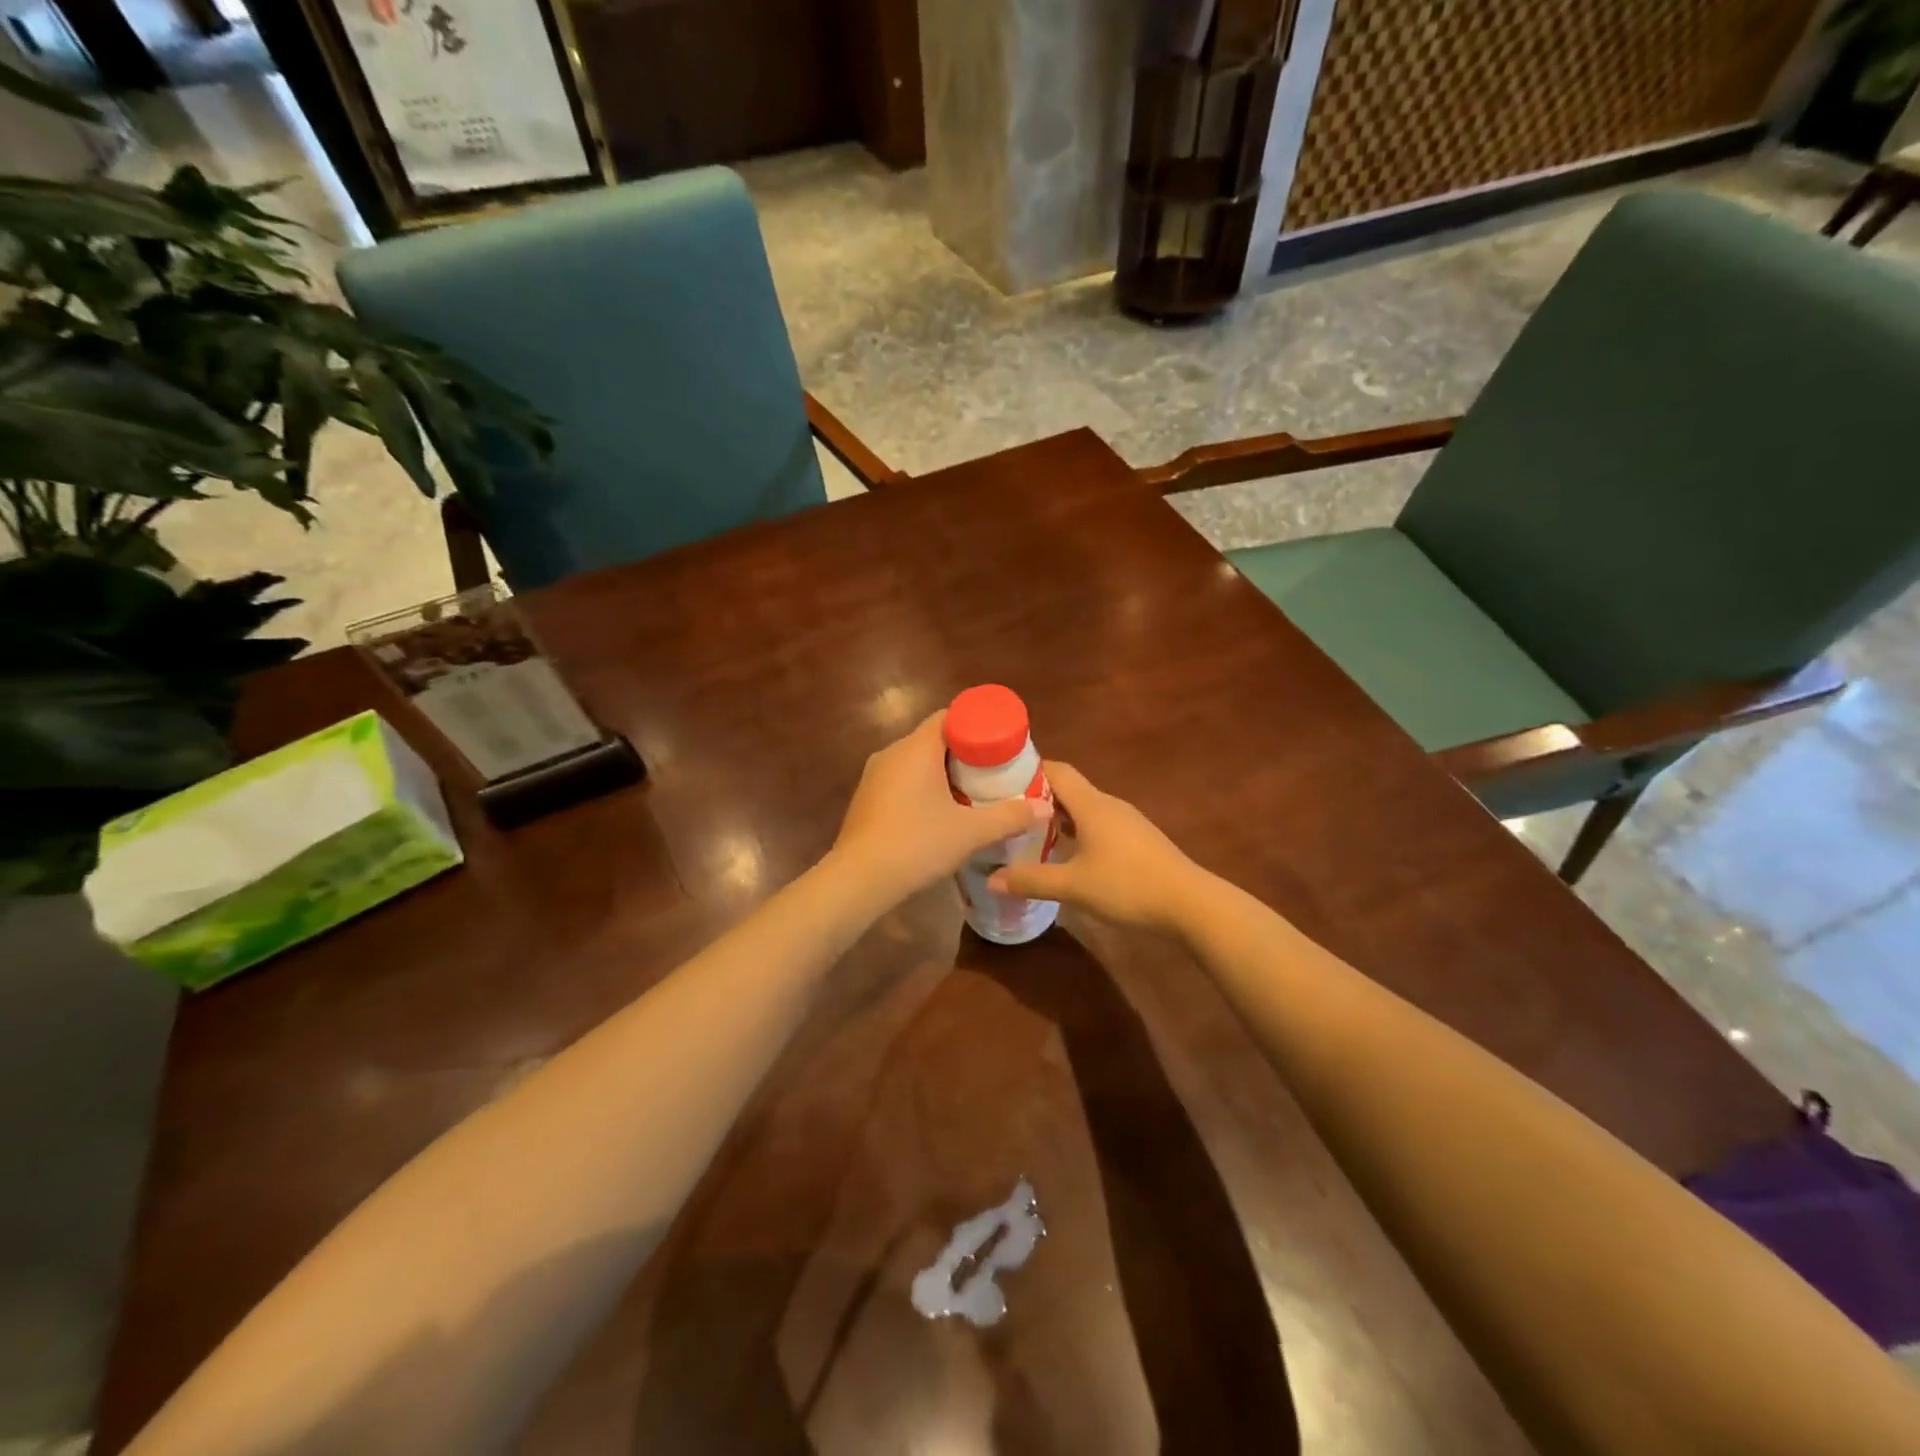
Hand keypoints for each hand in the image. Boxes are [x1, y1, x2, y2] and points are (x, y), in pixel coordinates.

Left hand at [830, 712, 1051, 908]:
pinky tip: (939, 813)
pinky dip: (923, 787)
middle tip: (994, 771)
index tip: (1000, 743)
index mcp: (916, 748)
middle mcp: (892, 752)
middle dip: (965, 752)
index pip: (949, 716)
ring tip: (972, 793)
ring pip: (916, 761)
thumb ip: (1010, 817)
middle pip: (935, 738)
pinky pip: (901, 780)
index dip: (978, 725)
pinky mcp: (866, 798)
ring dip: (943, 772)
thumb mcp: (971, 832)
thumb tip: (1045, 808)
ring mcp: (874, 776)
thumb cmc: (917, 844)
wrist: (858, 879)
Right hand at [988, 763, 1205, 932]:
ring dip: (1058, 816)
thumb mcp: (1073, 886)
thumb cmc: (1128, 886)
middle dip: (1038, 796)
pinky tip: (1067, 854)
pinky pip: (1099, 825)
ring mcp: (1127, 822)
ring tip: (1030, 833)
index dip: (1029, 770)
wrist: (1190, 904)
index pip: (1057, 771)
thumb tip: (991, 879)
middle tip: (1007, 811)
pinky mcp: (1138, 841)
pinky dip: (1077, 831)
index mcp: (1092, 805)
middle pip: (1069, 789)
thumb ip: (1032, 880)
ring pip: (1084, 809)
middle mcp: (1109, 805)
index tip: (1001, 779)